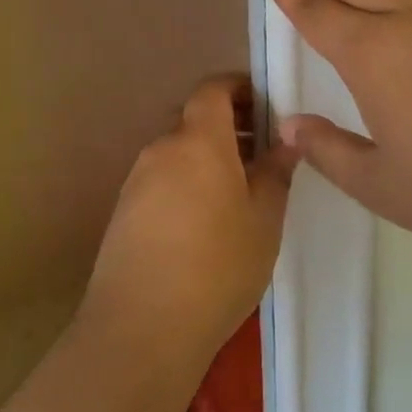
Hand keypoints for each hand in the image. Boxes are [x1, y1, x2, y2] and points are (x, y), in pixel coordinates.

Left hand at [82, 75, 297, 363]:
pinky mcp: (123, 209)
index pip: (213, 88)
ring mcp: (137, 178)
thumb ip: (276, 171)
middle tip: (260, 153)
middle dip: (227, 125)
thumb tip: (288, 139)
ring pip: (177, 150)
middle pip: (194, 119)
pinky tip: (203, 221)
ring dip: (206, 156)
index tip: (265, 105)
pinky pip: (161, 178)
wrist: (142, 325)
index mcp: (199, 139)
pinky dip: (185, 181)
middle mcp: (162, 147)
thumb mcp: (264, 219)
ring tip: (237, 192)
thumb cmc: (218, 264)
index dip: (239, 87)